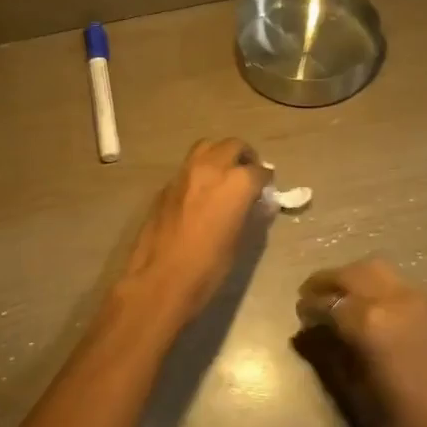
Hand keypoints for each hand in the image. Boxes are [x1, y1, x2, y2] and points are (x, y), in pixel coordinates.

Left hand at [119, 138, 267, 327]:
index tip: (266, 189)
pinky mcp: (165, 186)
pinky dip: (200, 172)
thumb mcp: (239, 242)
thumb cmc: (208, 268)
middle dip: (244, 156)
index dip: (265, 180)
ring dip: (219, 155)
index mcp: (236, 183)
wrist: (160, 280)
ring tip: (225, 175)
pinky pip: (188, 168)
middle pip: (232, 146)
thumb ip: (250, 215)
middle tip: (248, 173)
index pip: (258, 170)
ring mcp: (184, 174)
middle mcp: (211, 169)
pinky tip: (201, 194)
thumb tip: (259, 204)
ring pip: (206, 148)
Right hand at [297, 258, 426, 426]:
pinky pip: (401, 284)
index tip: (300, 314)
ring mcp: (423, 299)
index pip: (328, 301)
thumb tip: (311, 332)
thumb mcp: (358, 394)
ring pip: (379, 270)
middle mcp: (396, 299)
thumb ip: (331, 354)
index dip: (309, 306)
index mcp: (371, 322)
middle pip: (353, 273)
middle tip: (312, 295)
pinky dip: (380, 287)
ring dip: (355, 278)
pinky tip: (374, 309)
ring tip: (341, 298)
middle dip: (329, 281)